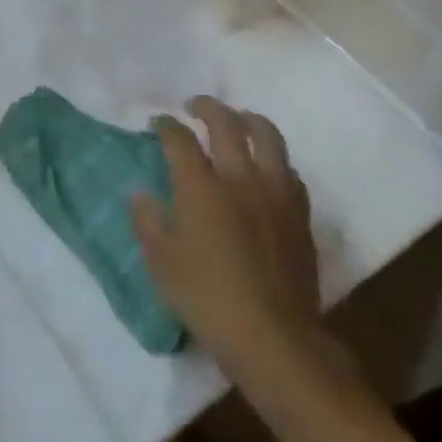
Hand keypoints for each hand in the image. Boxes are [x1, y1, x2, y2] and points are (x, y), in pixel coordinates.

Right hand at [131, 96, 321, 373]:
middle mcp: (240, 177)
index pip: (180, 139)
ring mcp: (275, 192)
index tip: (158, 123)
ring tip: (238, 121)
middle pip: (227, 123)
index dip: (166, 125)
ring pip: (268, 136)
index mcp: (200, 186)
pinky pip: (288, 170)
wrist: (273, 335)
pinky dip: (273, 159)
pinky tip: (266, 168)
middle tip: (195, 106)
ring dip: (248, 120)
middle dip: (207, 107)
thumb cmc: (206, 297)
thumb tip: (141, 195)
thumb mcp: (160, 262)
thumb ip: (147, 221)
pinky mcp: (300, 213)